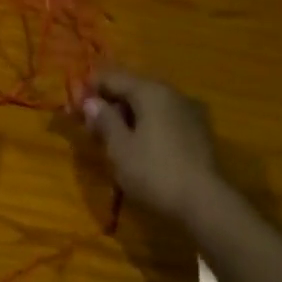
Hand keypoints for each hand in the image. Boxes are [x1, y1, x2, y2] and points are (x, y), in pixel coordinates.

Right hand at [80, 68, 230, 231]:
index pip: (112, 77)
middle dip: (111, 102)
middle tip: (92, 126)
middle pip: (133, 87)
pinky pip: (166, 117)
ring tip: (115, 138)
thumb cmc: (155, 172)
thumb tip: (91, 101)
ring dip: (130, 114)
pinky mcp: (200, 130)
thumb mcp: (120, 148)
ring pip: (151, 103)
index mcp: (150, 91)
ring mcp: (190, 110)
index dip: (90, 89)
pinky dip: (149, 124)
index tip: (75, 108)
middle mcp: (172, 92)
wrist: (206, 204)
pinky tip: (141, 145)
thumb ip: (104, 120)